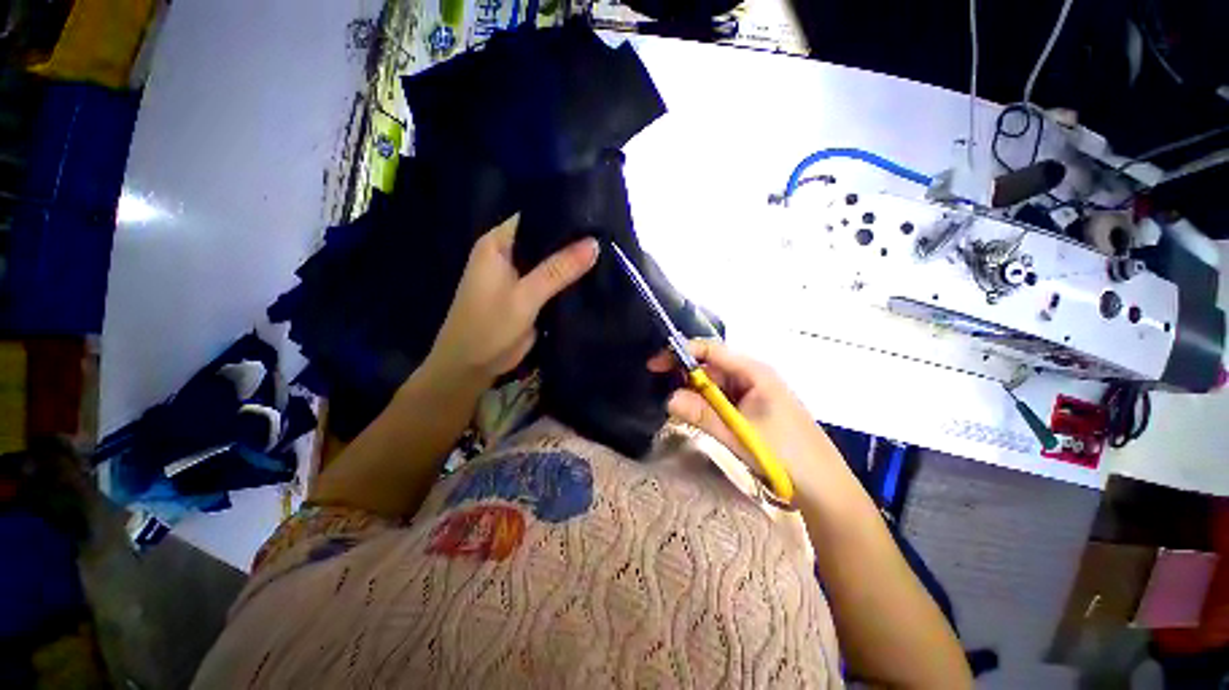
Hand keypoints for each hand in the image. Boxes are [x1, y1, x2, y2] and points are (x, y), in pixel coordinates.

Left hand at [427, 214, 598, 384]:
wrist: (472, 367)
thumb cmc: (489, 327)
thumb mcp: (525, 296)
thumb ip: (558, 270)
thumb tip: (595, 244)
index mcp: (498, 244)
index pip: (534, 217)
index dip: (563, 214)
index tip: (596, 214)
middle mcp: (508, 254)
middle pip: (545, 240)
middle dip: (573, 241)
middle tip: (609, 235)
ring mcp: (520, 276)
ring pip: (551, 262)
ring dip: (573, 263)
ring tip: (610, 252)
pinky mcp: (529, 296)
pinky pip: (553, 282)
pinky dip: (569, 282)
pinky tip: (595, 277)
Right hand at [648, 339, 848, 503]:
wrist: (824, 489)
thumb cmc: (785, 454)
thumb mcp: (739, 432)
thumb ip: (702, 414)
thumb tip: (668, 398)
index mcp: (754, 371)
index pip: (711, 351)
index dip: (681, 352)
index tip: (654, 364)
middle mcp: (752, 377)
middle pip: (711, 367)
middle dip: (684, 375)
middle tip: (657, 386)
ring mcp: (752, 395)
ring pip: (715, 386)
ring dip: (694, 393)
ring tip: (672, 404)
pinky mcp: (751, 411)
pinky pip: (722, 401)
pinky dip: (705, 406)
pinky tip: (693, 414)